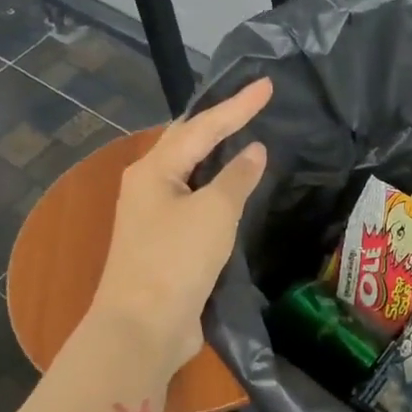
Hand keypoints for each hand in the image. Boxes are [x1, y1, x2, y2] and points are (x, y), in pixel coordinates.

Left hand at [78, 77, 272, 373]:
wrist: (143, 326)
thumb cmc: (176, 260)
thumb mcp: (214, 212)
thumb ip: (237, 177)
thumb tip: (254, 151)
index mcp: (154, 170)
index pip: (203, 127)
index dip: (238, 106)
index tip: (268, 85)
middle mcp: (148, 186)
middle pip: (187, 143)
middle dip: (220, 123)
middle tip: (251, 105)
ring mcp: (153, 216)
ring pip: (190, 173)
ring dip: (216, 155)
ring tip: (245, 137)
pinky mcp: (165, 243)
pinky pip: (195, 201)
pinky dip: (216, 188)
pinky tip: (234, 190)